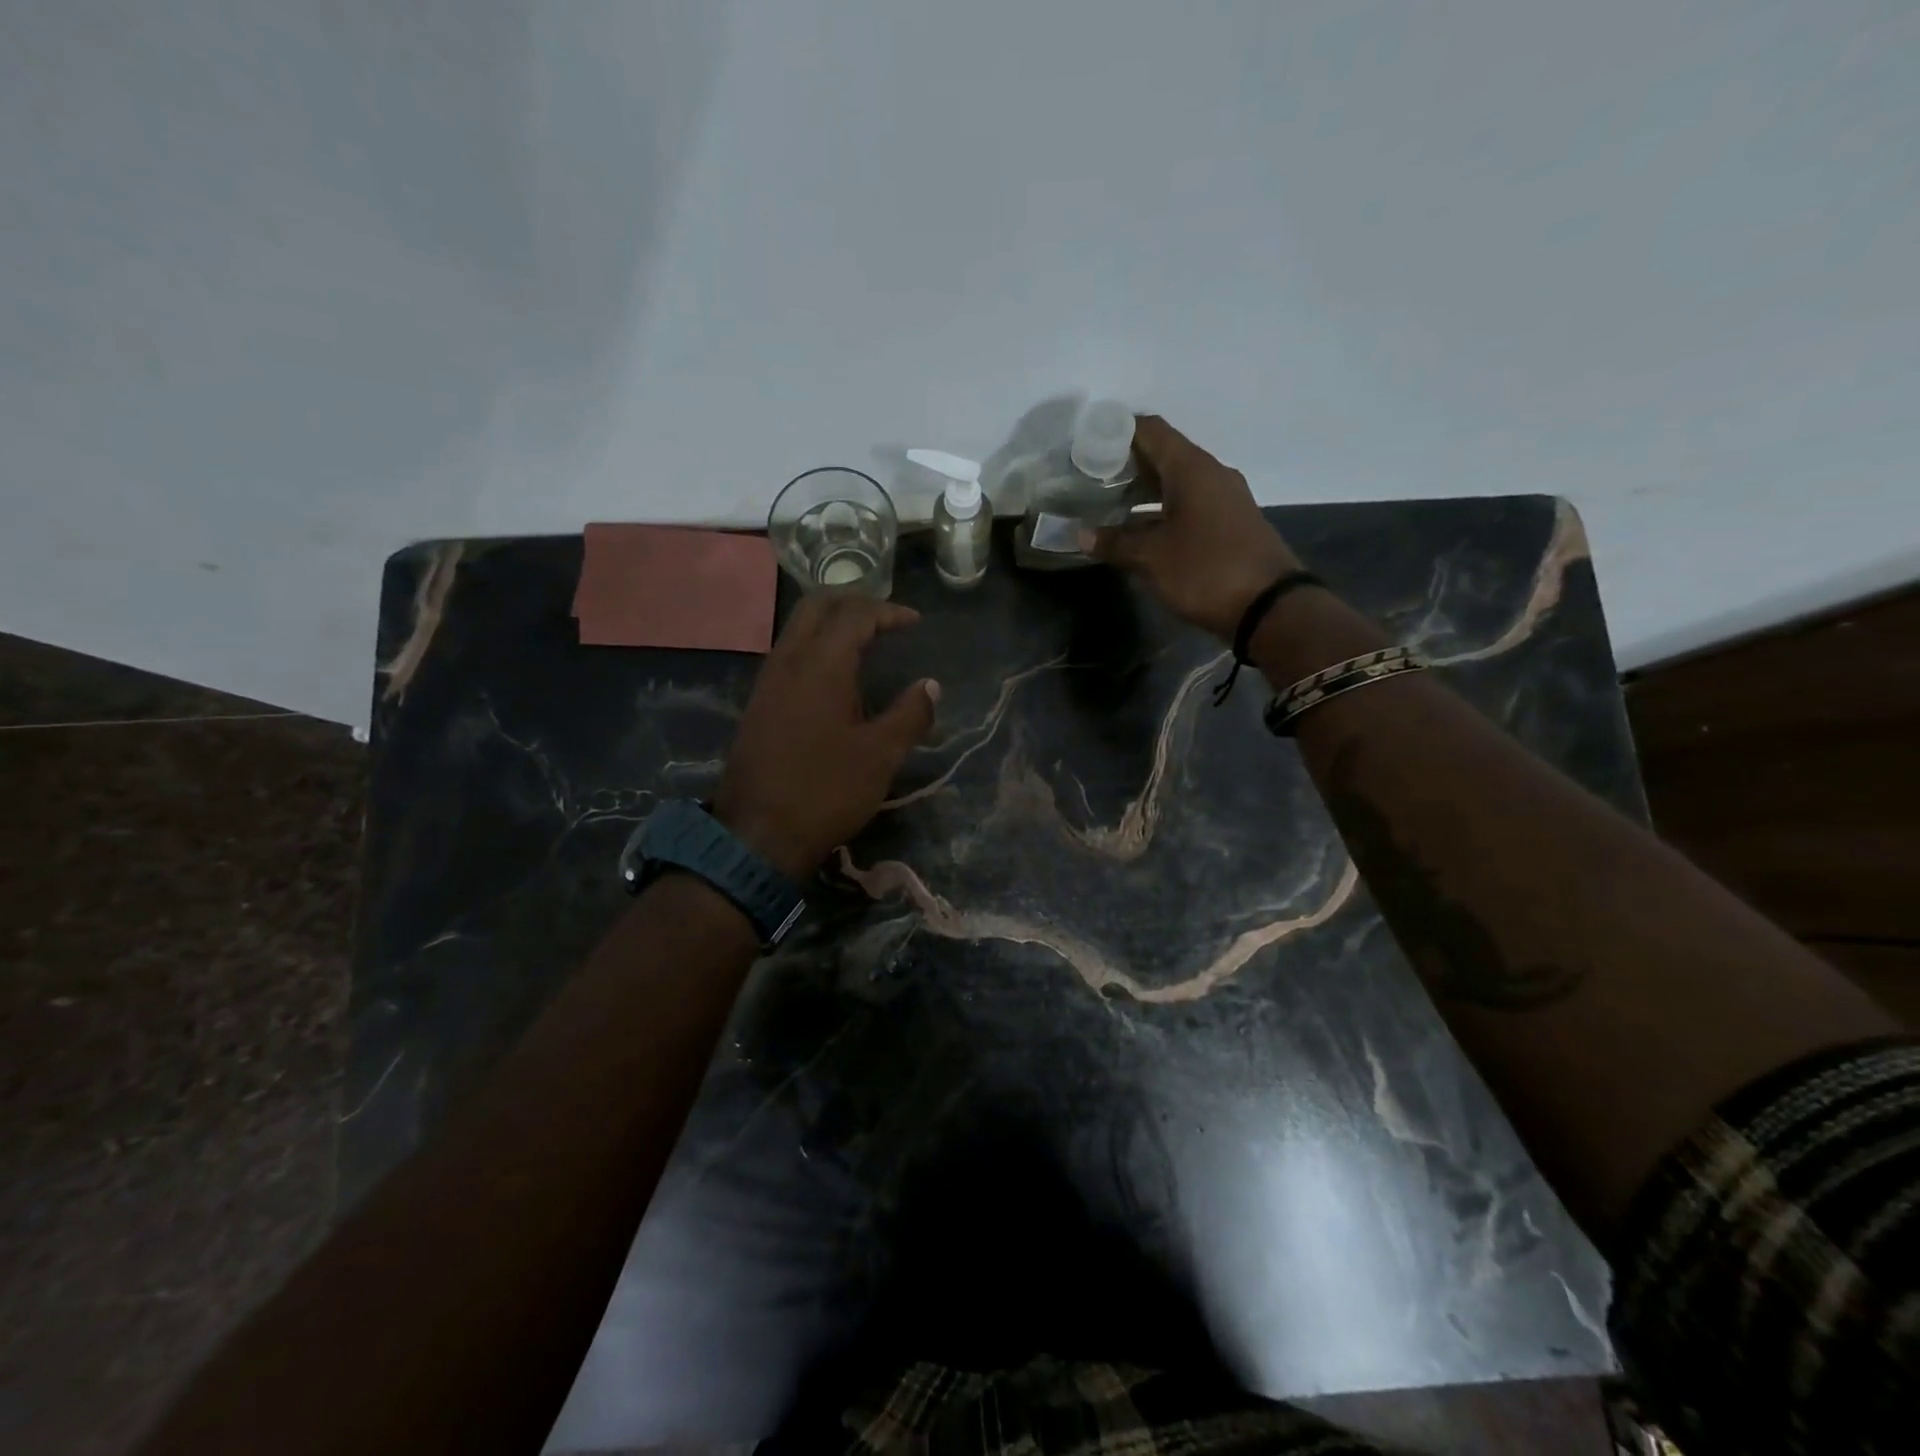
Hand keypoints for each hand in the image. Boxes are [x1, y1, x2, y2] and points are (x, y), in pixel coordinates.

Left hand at [713, 594, 938, 880]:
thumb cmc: (825, 791)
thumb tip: (930, 686)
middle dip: (854, 601)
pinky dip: (817, 645)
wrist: (757, 835)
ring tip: (865, 638)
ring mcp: (768, 682)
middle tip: (886, 616)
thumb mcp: (880, 756)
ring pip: (798, 628)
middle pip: (817, 606)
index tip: (914, 622)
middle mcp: (788, 662)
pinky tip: (836, 674)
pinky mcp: (759, 704)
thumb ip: (909, 714)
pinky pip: (789, 653)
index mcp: (821, 666)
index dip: (888, 611)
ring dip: (832, 621)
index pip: (855, 615)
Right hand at [1089, 415, 1300, 640]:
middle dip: (1126, 465)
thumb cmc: (1205, 570)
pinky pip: (1189, 503)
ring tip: (1108, 506)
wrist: (1269, 606)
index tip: (1086, 446)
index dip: (1117, 431)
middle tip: (1090, 480)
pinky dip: (1162, 509)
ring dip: (1143, 491)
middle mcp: (1211, 474)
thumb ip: (1114, 542)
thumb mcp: (1152, 558)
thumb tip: (1080, 534)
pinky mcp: (1230, 523)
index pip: (1150, 430)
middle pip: (1163, 455)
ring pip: (1176, 482)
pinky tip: (1139, 531)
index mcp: (1192, 468)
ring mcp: (1224, 498)